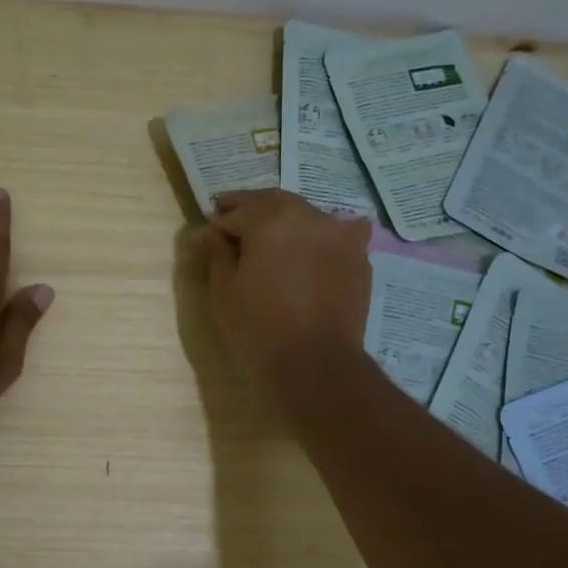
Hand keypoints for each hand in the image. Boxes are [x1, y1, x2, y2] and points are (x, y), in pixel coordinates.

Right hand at [202, 190, 371, 391]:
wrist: (315, 364)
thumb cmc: (259, 329)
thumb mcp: (224, 291)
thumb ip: (218, 253)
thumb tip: (214, 231)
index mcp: (270, 219)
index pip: (237, 212)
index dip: (219, 222)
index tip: (209, 231)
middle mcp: (308, 215)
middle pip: (273, 203)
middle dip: (251, 209)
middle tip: (234, 220)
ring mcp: (339, 233)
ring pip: (305, 215)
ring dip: (285, 220)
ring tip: (271, 239)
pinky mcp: (358, 255)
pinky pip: (337, 233)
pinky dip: (321, 235)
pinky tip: (313, 246)